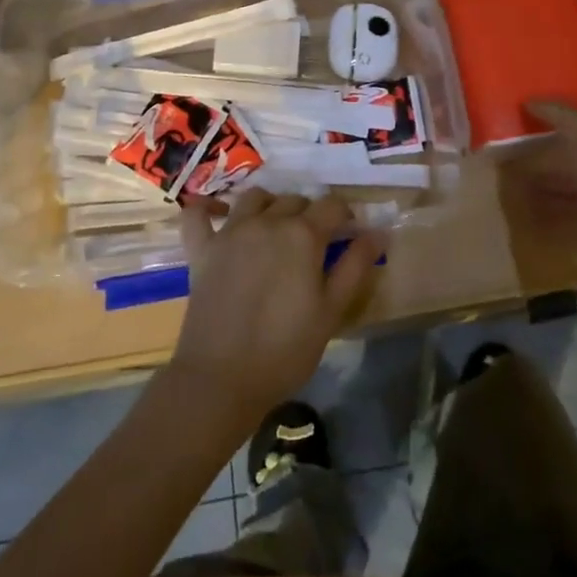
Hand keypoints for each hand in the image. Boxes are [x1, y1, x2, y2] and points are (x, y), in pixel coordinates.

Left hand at [167, 190, 382, 423]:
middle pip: (295, 200)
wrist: (221, 378)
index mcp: (303, 235)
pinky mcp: (202, 249)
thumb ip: (355, 266)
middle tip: (315, 242)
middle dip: (310, 213)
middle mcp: (267, 222)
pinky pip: (197, 214)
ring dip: (270, 205)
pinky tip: (218, 214)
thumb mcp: (331, 311)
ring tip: (276, 228)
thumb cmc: (285, 349)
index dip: (345, 216)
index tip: (349, 234)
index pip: (332, 206)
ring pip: (255, 198)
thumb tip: (378, 232)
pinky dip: (207, 208)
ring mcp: (230, 233)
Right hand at [514, 101, 576, 283]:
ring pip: (564, 192)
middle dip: (541, 159)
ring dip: (538, 187)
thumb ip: (561, 116)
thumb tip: (529, 100)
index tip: (523, 122)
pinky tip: (519, 211)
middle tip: (504, 155)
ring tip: (506, 183)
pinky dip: (541, 216)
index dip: (555, 124)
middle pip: (571, 163)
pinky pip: (560, 221)